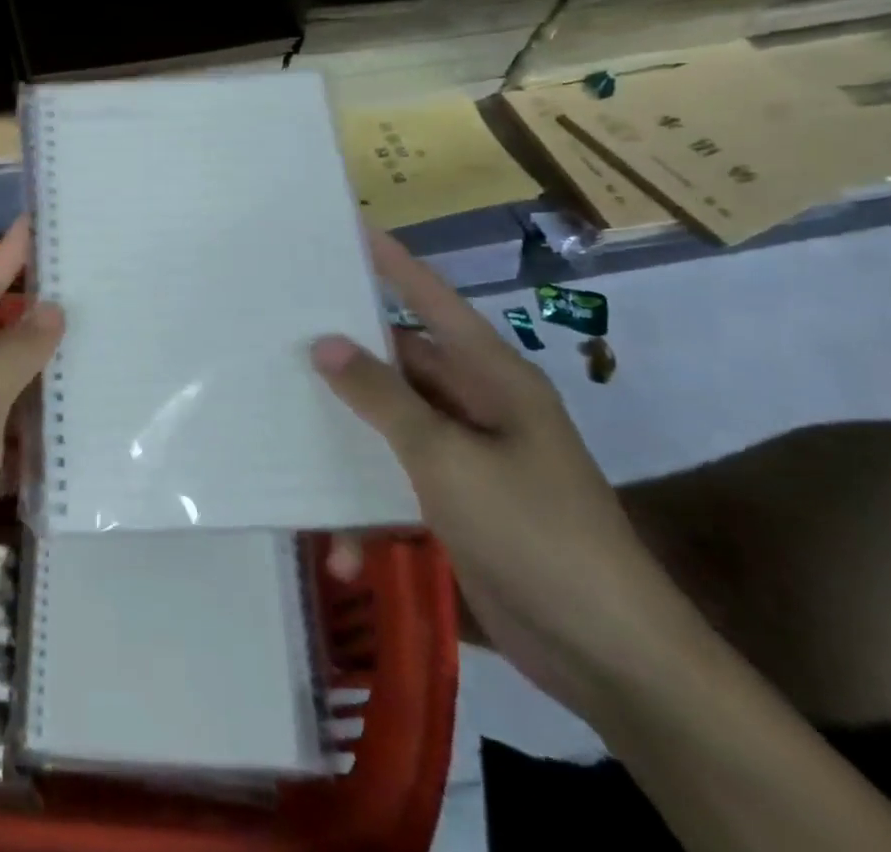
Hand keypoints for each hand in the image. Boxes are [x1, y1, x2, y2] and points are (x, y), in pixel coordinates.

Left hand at [0, 219, 64, 665]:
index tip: (41, 220)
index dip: (9, 253)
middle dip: (41, 311)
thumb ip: (12, 360)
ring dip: (49, 372)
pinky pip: (17, 437)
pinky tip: (86, 422)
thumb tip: (50, 307)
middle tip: (95, 283)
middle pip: (1, 334)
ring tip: (105, 344)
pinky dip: (45, 430)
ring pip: (14, 387)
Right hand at [311, 229, 703, 717]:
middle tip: (281, 333)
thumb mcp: (448, 458)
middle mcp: (478, 407)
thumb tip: (326, 343)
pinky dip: (368, 508)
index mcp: (492, 378)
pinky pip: (396, 483)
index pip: (434, 302)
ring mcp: (467, 458)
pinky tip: (340, 547)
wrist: (609, 659)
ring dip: (348, 442)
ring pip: (390, 425)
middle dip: (346, 356)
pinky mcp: (456, 506)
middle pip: (400, 364)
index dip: (393, 264)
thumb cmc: (534, 533)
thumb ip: (383, 398)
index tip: (349, 230)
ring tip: (285, 433)